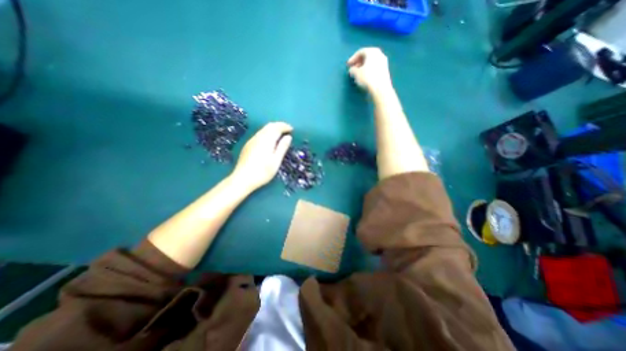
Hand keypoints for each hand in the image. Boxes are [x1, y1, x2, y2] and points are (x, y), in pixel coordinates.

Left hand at [229, 120, 293, 191]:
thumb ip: (282, 147)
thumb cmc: (263, 172)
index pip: (277, 127)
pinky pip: (259, 134)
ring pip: (263, 129)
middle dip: (279, 126)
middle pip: (269, 126)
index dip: (285, 126)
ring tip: (280, 135)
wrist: (243, 179)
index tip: (292, 129)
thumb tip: (288, 137)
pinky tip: (269, 141)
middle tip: (287, 130)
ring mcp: (251, 141)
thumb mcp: (276, 161)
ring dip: (272, 129)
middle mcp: (258, 137)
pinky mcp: (248, 145)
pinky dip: (267, 133)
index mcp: (266, 140)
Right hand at [347, 47, 389, 94]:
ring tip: (358, 74)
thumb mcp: (356, 74)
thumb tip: (352, 70)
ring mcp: (384, 62)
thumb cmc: (367, 78)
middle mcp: (379, 54)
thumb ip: (352, 70)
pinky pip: (375, 67)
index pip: (360, 52)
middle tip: (353, 69)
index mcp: (372, 51)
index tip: (348, 65)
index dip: (353, 58)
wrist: (381, 89)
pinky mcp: (385, 70)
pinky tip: (365, 77)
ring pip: (371, 62)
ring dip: (364, 67)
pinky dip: (369, 70)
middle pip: (367, 56)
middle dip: (359, 62)